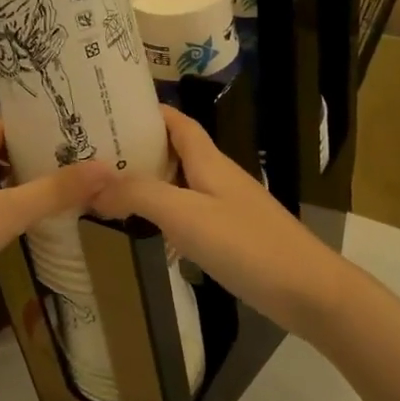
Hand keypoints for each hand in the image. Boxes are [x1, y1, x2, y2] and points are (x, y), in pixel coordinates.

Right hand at [91, 106, 350, 337]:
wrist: (308, 290)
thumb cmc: (246, 244)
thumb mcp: (185, 214)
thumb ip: (139, 194)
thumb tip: (92, 184)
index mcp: (209, 161)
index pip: (177, 122)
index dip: (148, 111)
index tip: (110, 110)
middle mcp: (218, 177)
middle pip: (176, 151)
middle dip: (140, 148)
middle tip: (96, 157)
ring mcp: (228, 208)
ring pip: (182, 184)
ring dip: (150, 183)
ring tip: (110, 190)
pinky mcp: (234, 237)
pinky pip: (191, 214)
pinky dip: (166, 214)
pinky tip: (149, 231)